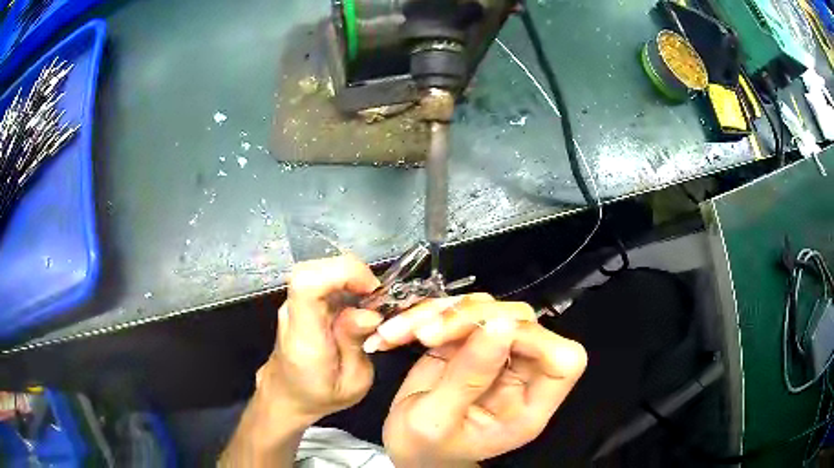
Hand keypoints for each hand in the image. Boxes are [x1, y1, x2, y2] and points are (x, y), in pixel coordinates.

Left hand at [221, 255, 382, 466]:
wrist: (286, 395)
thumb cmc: (320, 395)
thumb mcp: (352, 384)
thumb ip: (356, 346)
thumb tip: (369, 313)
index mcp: (304, 337)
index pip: (307, 284)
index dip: (342, 273)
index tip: (372, 290)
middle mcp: (292, 313)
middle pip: (312, 270)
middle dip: (352, 273)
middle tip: (377, 298)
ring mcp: (292, 304)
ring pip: (318, 269)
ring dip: (349, 278)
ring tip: (369, 303)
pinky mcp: (298, 302)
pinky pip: (321, 279)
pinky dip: (344, 283)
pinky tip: (356, 304)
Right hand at [380, 297, 586, 466]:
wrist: (407, 446)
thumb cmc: (424, 447)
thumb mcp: (436, 421)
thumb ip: (467, 378)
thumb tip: (498, 326)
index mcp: (529, 406)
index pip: (564, 360)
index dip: (534, 338)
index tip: (483, 337)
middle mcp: (521, 374)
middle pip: (522, 321)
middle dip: (470, 319)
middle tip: (425, 335)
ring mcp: (495, 353)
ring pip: (486, 308)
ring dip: (440, 314)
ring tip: (398, 334)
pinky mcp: (468, 341)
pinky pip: (455, 311)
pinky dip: (422, 315)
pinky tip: (392, 334)